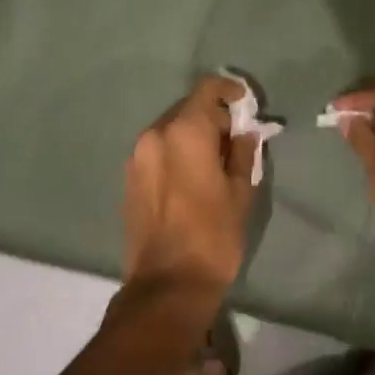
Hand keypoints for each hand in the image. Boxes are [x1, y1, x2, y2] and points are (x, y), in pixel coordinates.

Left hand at [123, 74, 258, 290]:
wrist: (167, 284)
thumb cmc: (213, 235)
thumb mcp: (241, 192)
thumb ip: (242, 152)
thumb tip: (244, 132)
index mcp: (185, 132)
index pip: (207, 89)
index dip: (229, 90)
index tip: (245, 103)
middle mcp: (155, 135)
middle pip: (187, 109)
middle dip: (212, 117)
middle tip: (235, 138)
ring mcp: (136, 157)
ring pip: (170, 130)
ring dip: (193, 136)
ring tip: (214, 161)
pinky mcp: (129, 178)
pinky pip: (157, 151)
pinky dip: (176, 152)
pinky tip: (192, 177)